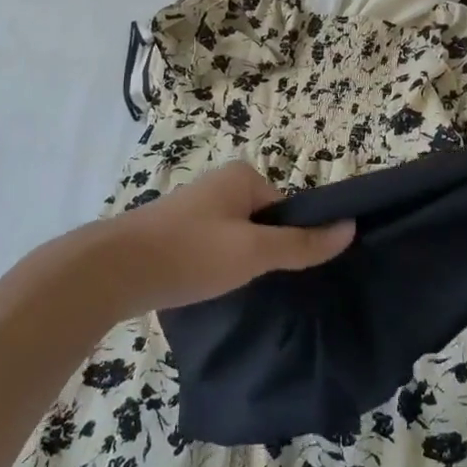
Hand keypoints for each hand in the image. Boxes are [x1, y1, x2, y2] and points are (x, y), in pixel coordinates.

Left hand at [97, 161, 354, 314]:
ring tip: (233, 289)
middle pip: (263, 222)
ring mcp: (196, 207)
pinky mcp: (176, 232)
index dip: (292, 240)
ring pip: (237, 237)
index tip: (285, 271)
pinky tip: (210, 288)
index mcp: (242, 176)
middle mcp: (220, 184)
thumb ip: (302, 243)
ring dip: (239, 262)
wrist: (115, 270)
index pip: (287, 209)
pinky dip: (217, 266)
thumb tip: (350, 227)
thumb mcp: (254, 251)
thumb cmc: (192, 252)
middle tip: (260, 282)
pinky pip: (213, 247)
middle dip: (264, 252)